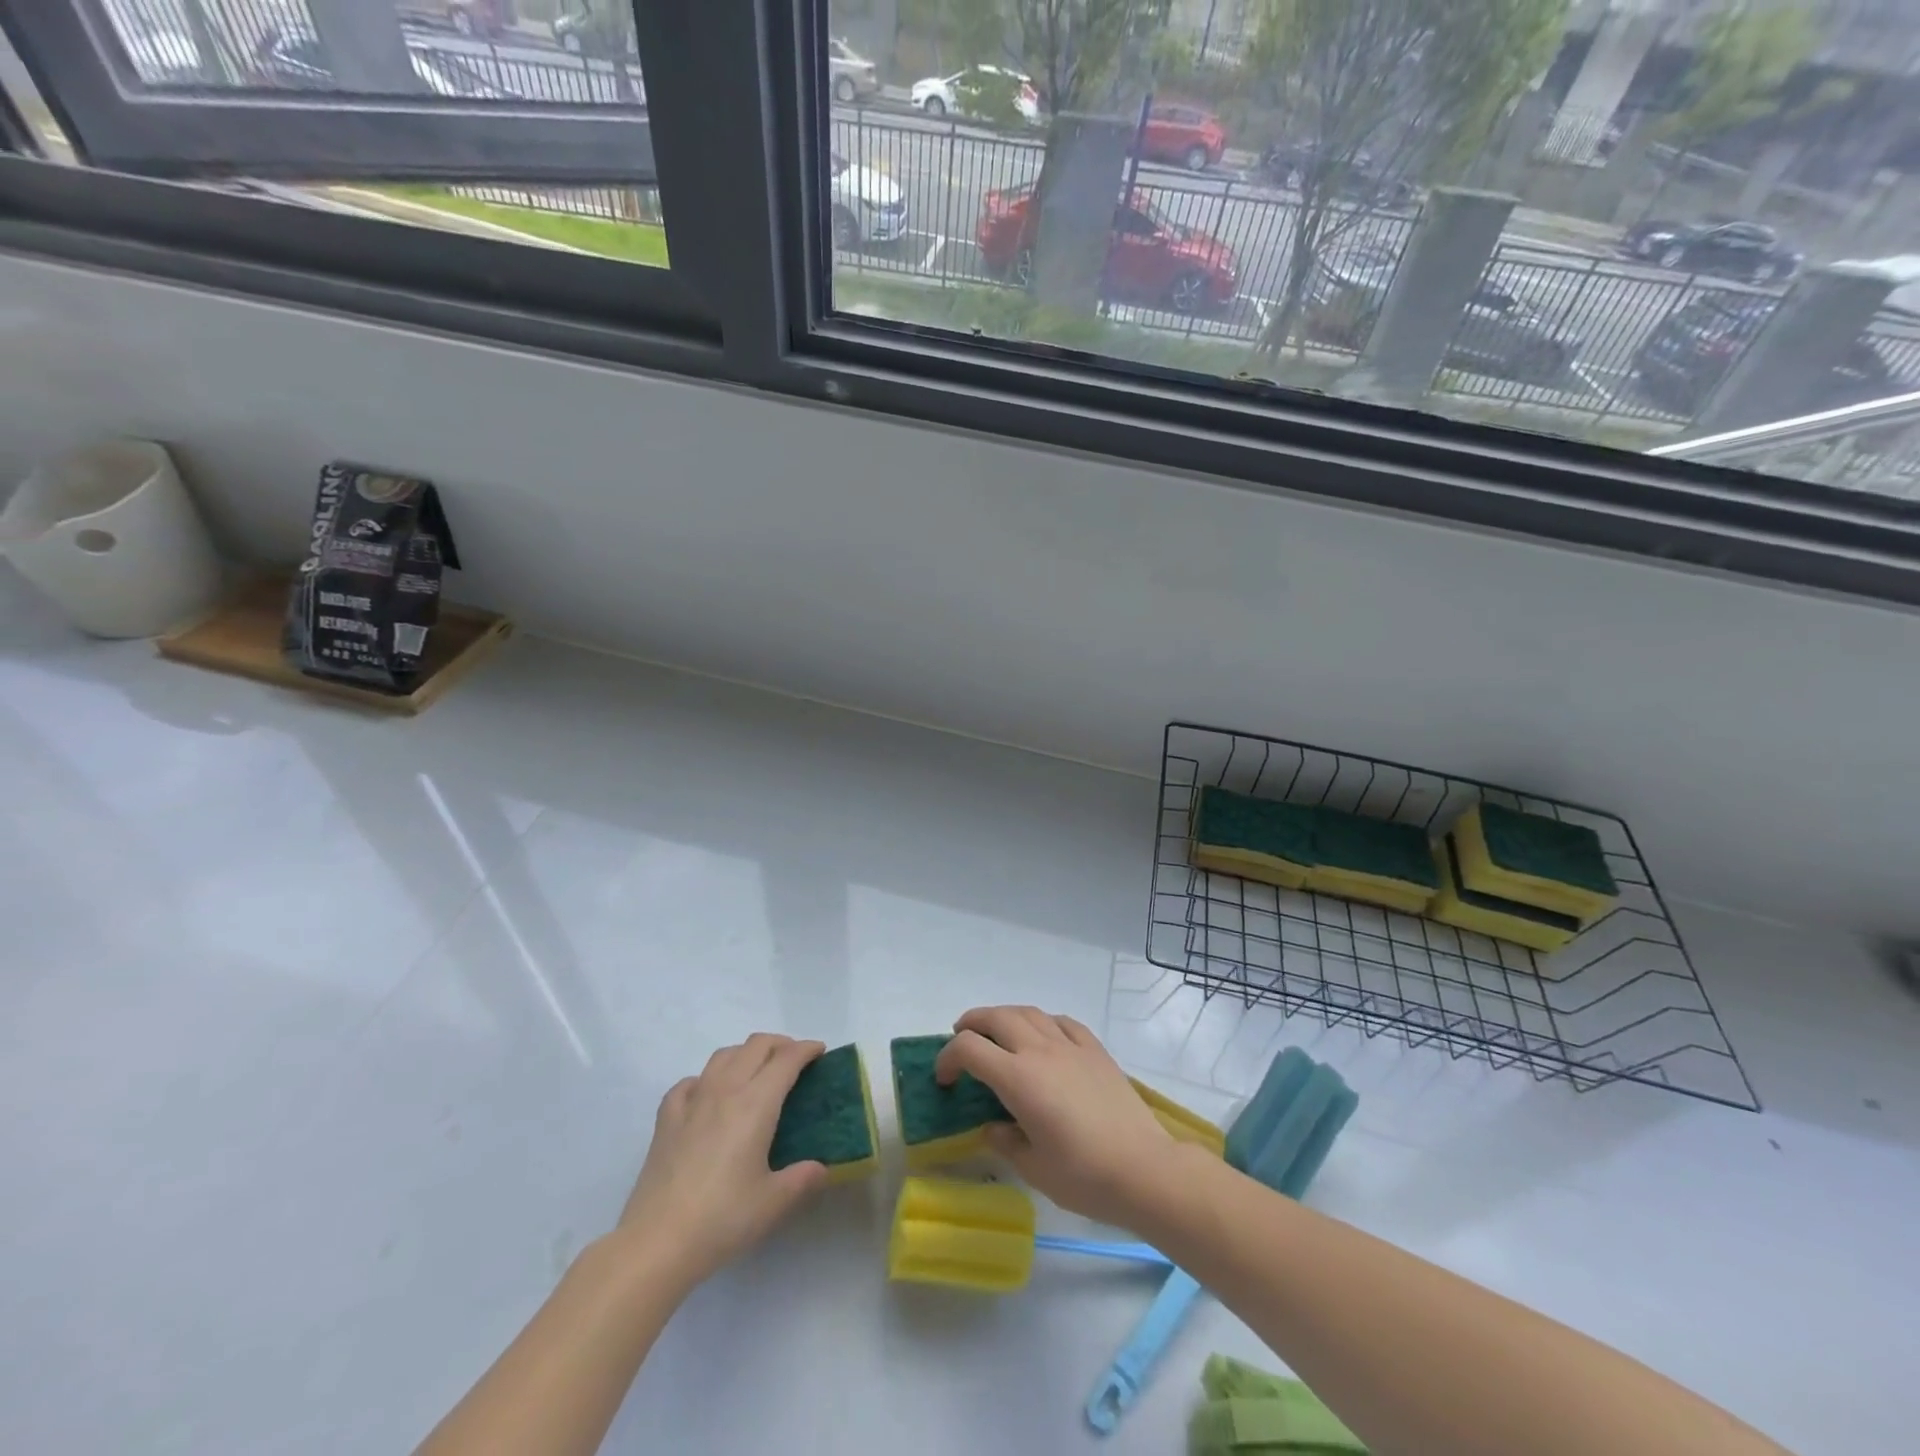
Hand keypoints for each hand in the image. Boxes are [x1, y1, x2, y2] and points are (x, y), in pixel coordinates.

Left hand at [613, 1034, 829, 1289]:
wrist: (657, 1242)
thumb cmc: (722, 1218)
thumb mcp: (774, 1202)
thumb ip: (802, 1179)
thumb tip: (820, 1168)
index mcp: (756, 1103)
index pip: (787, 1059)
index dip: (807, 1049)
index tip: (820, 1052)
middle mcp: (725, 1090)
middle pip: (756, 1045)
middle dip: (781, 1044)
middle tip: (795, 1062)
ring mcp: (692, 1101)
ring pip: (723, 1055)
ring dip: (746, 1054)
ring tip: (756, 1073)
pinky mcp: (666, 1119)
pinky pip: (690, 1082)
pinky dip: (706, 1080)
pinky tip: (708, 1097)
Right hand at [935, 1006, 1179, 1227]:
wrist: (1144, 1169)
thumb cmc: (1084, 1176)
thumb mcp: (1033, 1169)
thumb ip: (1005, 1141)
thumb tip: (993, 1126)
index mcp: (1018, 1079)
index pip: (969, 1049)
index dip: (948, 1058)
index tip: (944, 1079)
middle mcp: (1040, 1051)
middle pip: (996, 1017)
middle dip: (971, 1023)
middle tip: (962, 1039)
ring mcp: (1070, 1046)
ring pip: (1028, 1012)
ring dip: (1004, 1016)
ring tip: (998, 1033)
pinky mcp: (1095, 1050)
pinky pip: (1062, 1022)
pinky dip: (1043, 1022)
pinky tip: (1044, 1037)